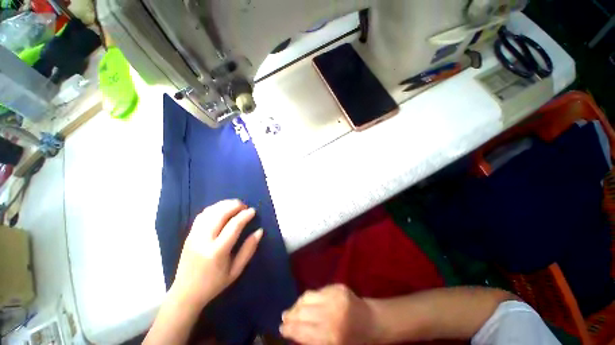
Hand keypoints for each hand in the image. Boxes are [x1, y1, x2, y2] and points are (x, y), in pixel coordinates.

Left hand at [171, 199, 262, 307]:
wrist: (185, 294)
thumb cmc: (214, 284)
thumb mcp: (236, 271)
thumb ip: (248, 249)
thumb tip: (260, 231)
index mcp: (217, 252)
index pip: (233, 226)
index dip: (245, 215)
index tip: (253, 211)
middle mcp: (203, 240)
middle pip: (220, 214)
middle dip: (235, 206)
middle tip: (245, 206)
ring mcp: (194, 236)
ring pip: (210, 212)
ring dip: (224, 204)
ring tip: (235, 205)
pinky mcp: (189, 235)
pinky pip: (202, 215)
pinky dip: (214, 208)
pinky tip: (222, 209)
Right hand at [280, 284, 376, 344]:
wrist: (372, 321)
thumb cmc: (354, 340)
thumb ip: (314, 339)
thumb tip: (294, 332)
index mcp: (331, 336)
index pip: (303, 330)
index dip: (290, 329)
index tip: (281, 328)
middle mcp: (331, 314)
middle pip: (304, 312)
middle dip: (291, 315)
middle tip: (284, 318)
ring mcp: (335, 297)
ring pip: (308, 298)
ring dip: (298, 304)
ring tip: (292, 309)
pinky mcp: (338, 286)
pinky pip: (317, 291)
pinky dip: (308, 297)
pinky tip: (305, 302)